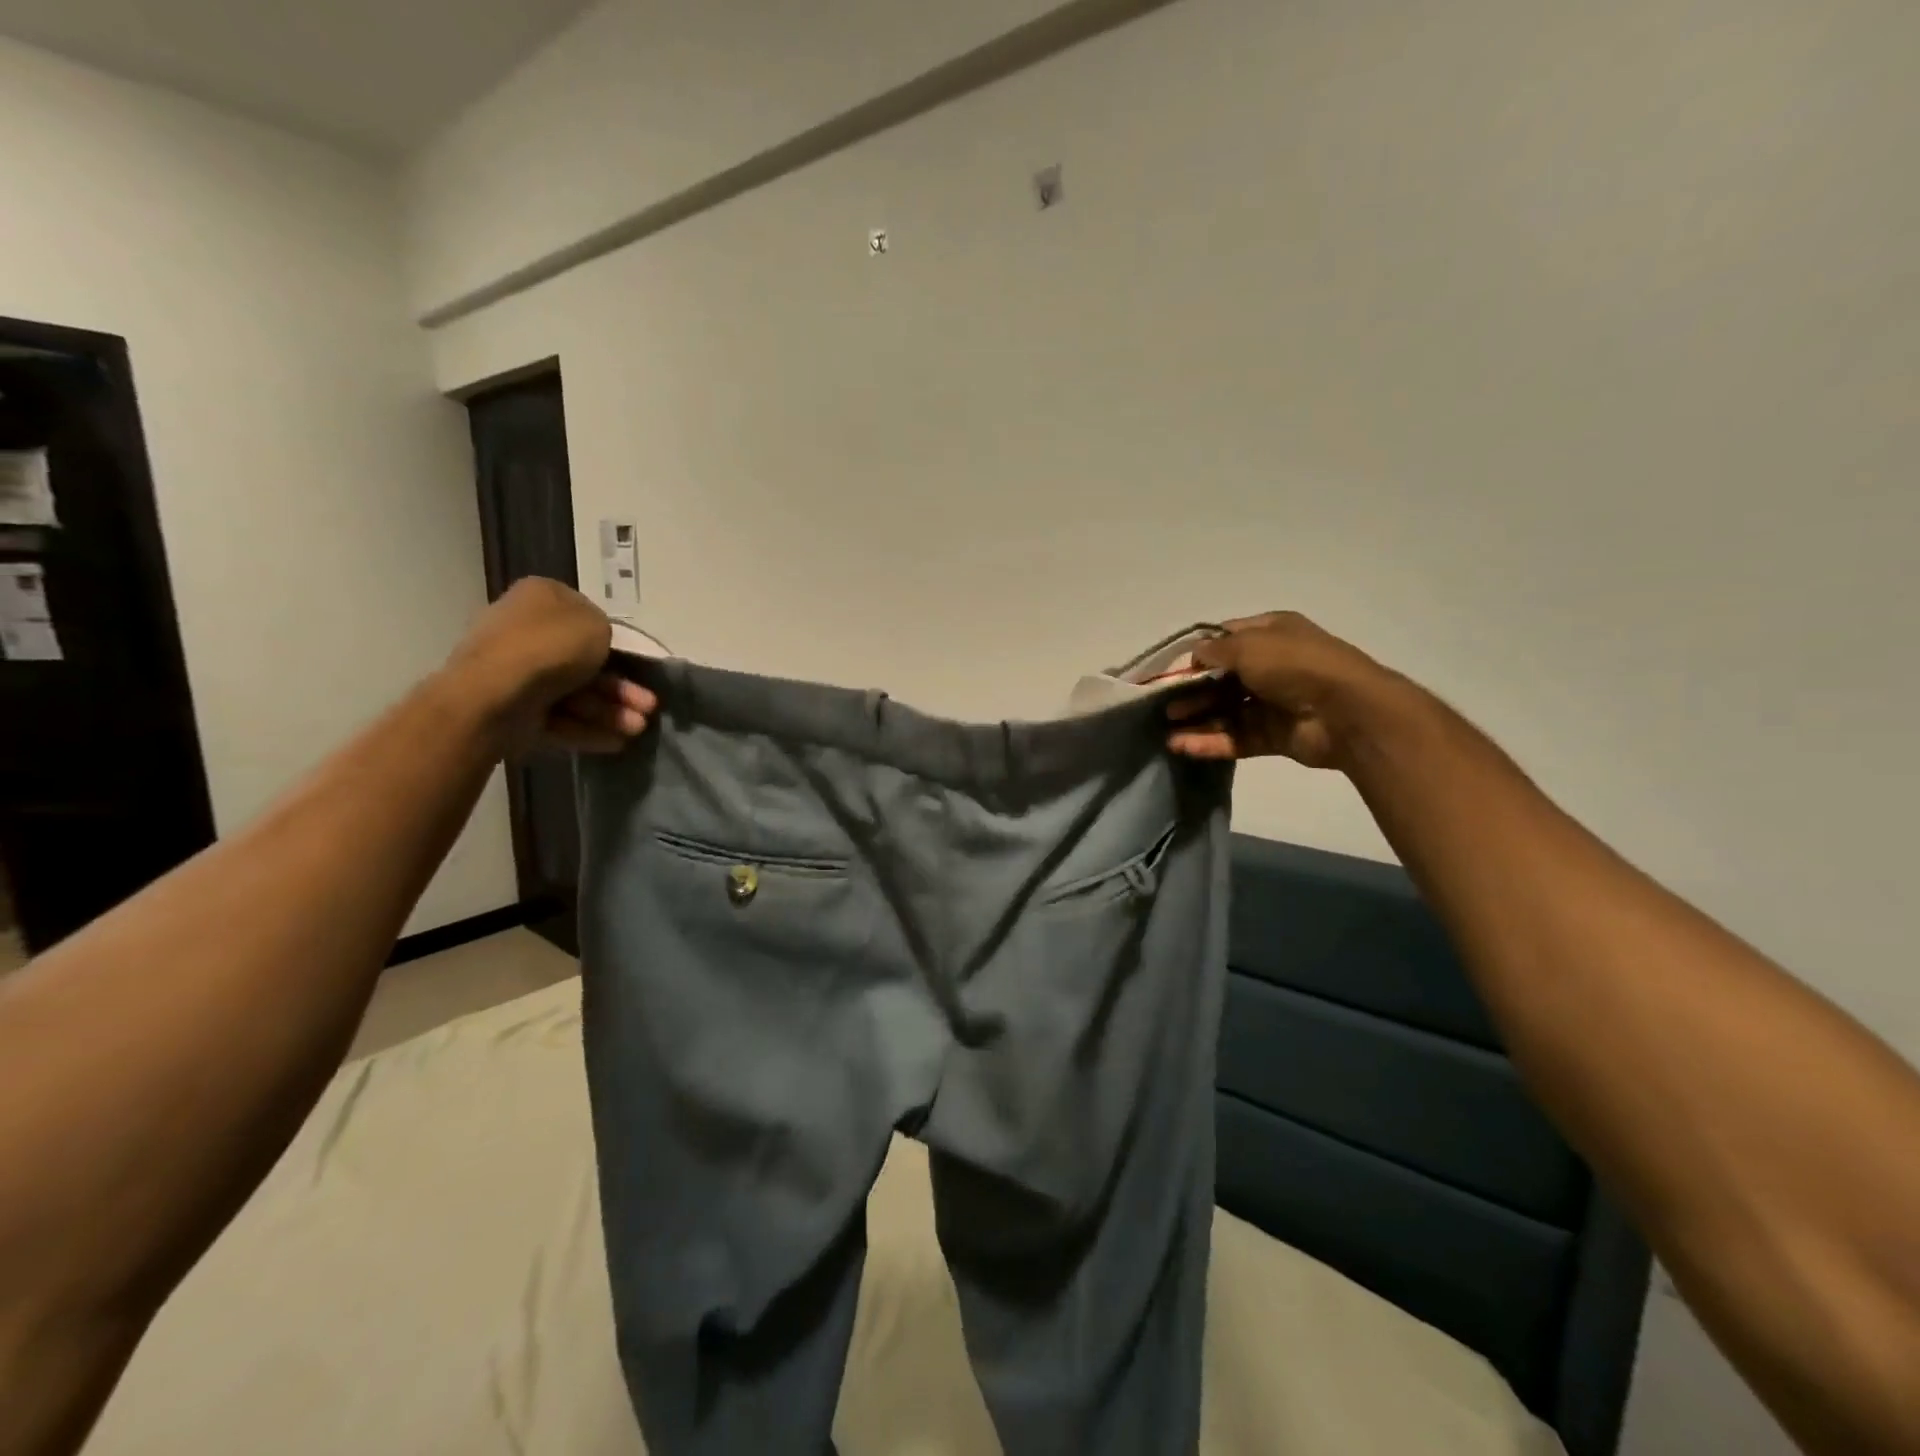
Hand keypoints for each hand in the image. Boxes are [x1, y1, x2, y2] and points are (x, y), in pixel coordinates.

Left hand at [443, 578, 656, 755]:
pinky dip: (587, 729)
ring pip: (575, 693)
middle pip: (584, 663)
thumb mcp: (596, 624)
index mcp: (540, 599)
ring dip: (611, 712)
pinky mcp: (515, 710)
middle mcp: (524, 631)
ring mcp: (516, 673)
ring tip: (637, 729)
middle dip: (620, 688)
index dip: (612, 642)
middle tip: (648, 707)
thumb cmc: (551, 647)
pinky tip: (615, 742)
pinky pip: (559, 718)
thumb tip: (596, 644)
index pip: (583, 617)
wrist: (495, 693)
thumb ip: (604, 631)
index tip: (634, 663)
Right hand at [1166, 612, 1396, 768]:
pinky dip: (1210, 742)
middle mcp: (1271, 665)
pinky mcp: (1273, 735)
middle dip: (1192, 690)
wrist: (1346, 712)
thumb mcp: (1249, 645)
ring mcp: (1273, 702)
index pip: (1226, 639)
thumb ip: (1215, 651)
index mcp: (1271, 634)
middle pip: (1222, 679)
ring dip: (1196, 719)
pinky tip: (1183, 746)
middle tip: (1165, 704)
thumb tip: (1194, 655)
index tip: (1172, 669)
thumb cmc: (1295, 665)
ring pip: (1226, 711)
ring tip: (1168, 729)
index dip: (1198, 653)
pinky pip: (1236, 737)